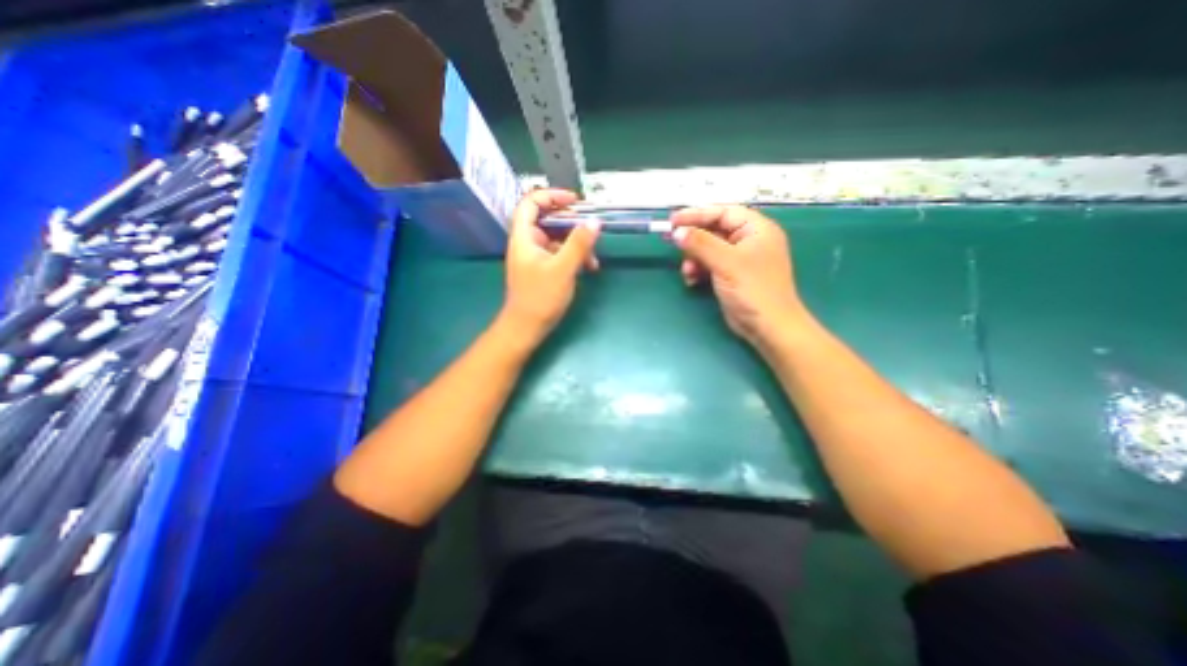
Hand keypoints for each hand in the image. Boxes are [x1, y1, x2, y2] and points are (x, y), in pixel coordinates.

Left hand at [497, 187, 597, 341]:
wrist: (527, 327)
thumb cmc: (540, 297)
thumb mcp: (562, 269)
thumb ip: (578, 244)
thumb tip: (595, 221)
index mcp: (524, 237)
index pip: (531, 202)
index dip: (552, 196)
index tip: (575, 201)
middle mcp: (528, 242)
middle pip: (547, 219)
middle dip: (571, 223)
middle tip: (591, 227)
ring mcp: (535, 256)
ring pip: (557, 238)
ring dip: (576, 243)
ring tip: (593, 257)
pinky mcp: (543, 269)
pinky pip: (559, 253)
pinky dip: (574, 256)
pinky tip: (589, 267)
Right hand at [672, 206, 810, 345]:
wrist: (767, 326)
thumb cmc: (753, 289)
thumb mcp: (726, 262)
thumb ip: (700, 243)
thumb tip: (677, 231)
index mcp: (756, 229)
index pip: (723, 212)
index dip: (697, 214)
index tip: (673, 220)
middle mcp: (749, 240)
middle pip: (714, 230)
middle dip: (693, 240)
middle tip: (672, 243)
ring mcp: (740, 259)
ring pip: (709, 249)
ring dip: (694, 258)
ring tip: (687, 271)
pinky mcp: (731, 275)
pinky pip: (710, 265)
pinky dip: (699, 270)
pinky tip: (691, 279)